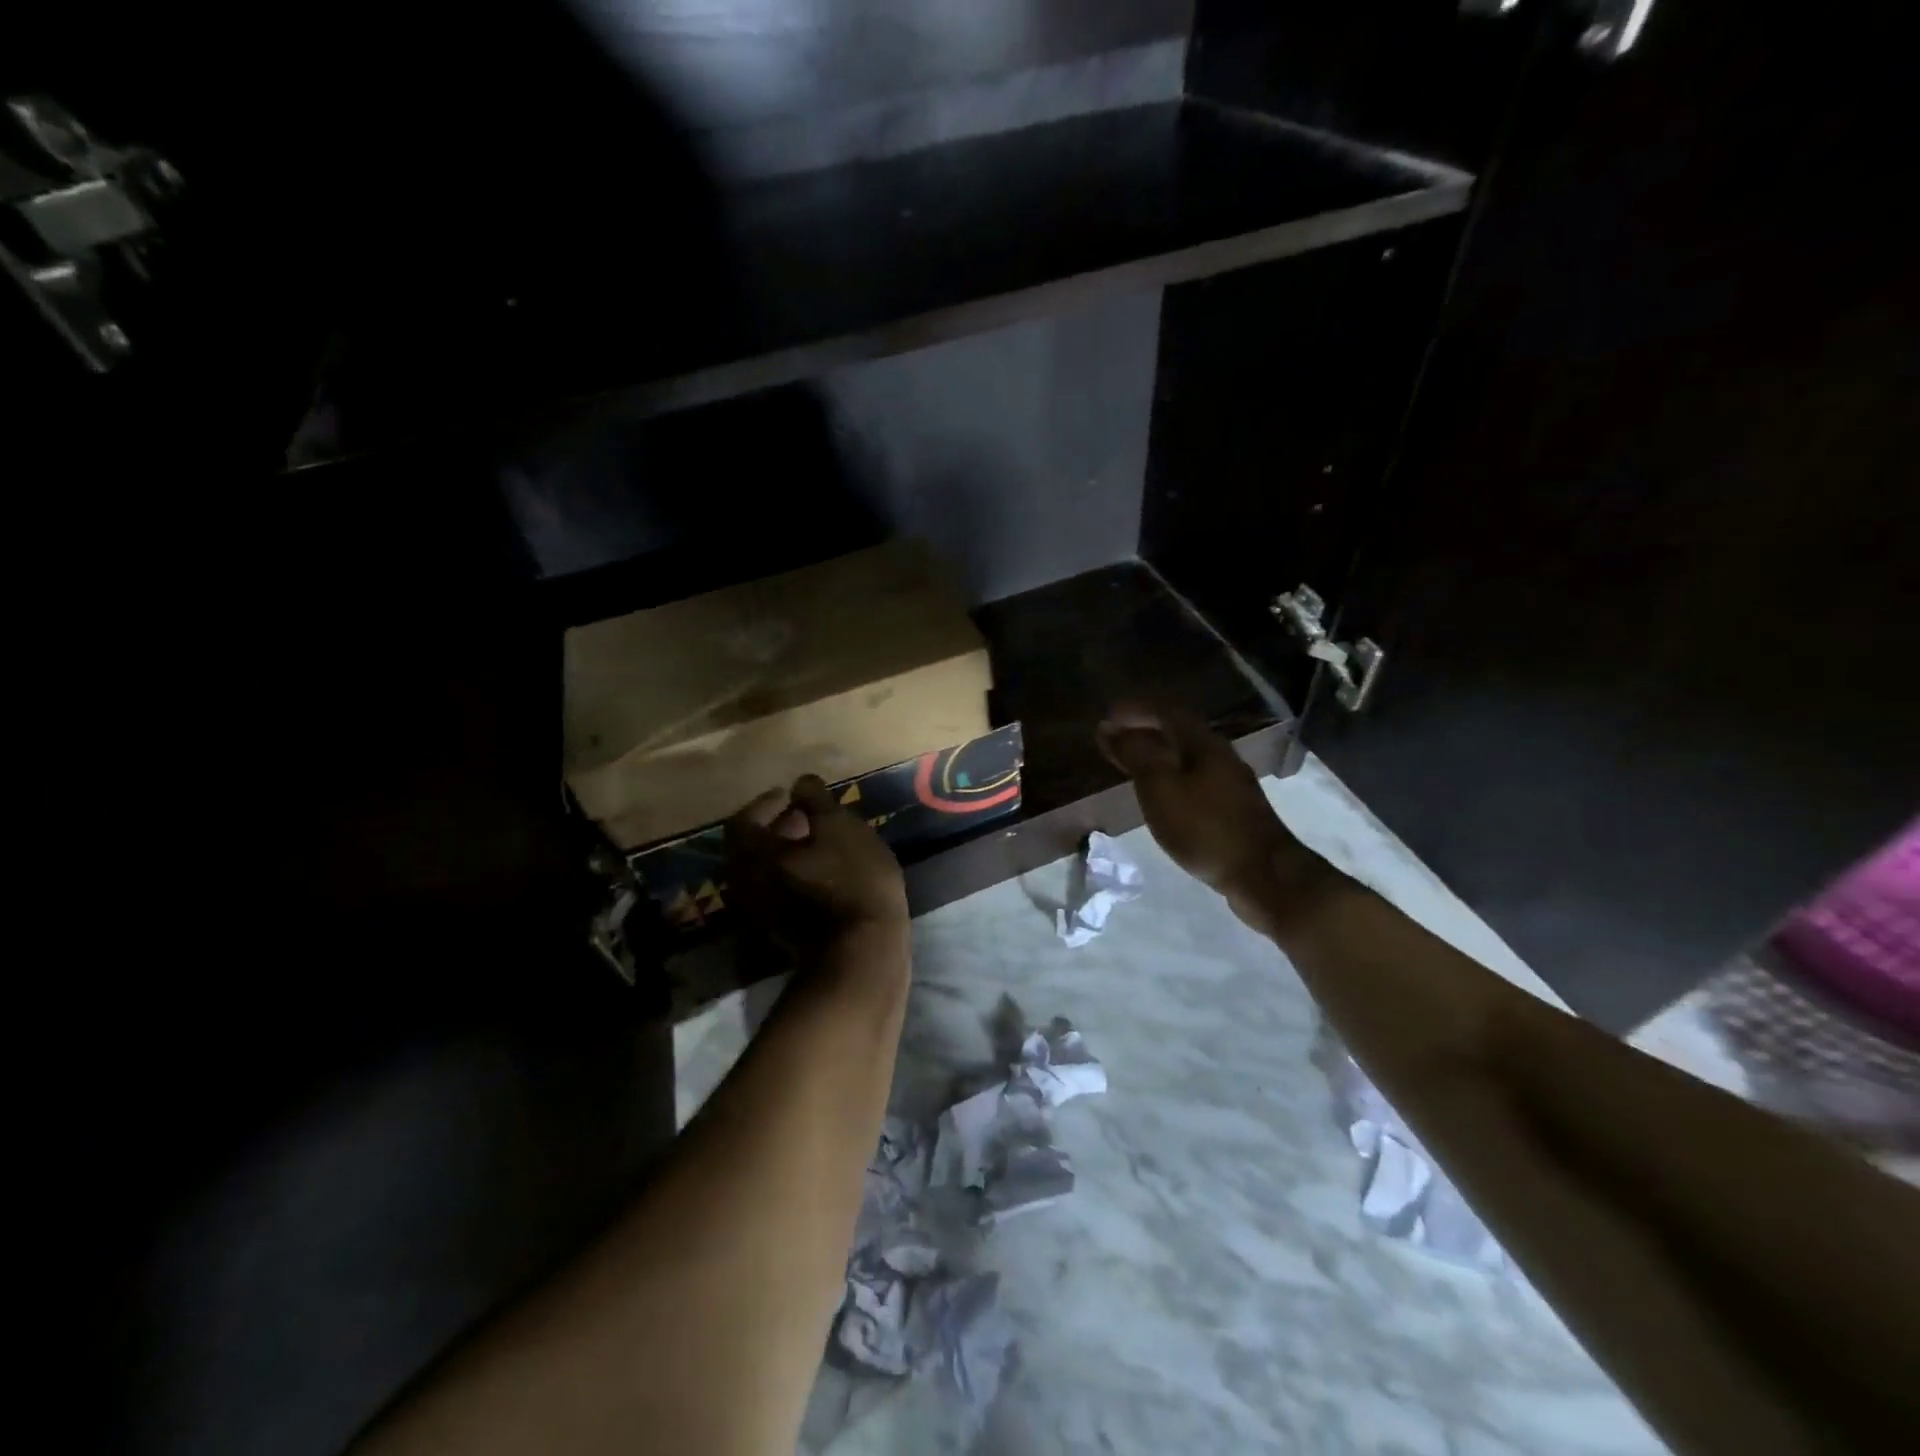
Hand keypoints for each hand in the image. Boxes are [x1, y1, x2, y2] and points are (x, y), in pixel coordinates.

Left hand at [724, 774, 908, 953]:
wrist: (863, 952)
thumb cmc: (852, 880)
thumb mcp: (841, 828)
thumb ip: (816, 801)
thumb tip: (800, 782)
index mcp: (753, 854)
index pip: (743, 820)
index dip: (765, 803)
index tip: (791, 795)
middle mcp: (745, 883)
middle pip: (749, 847)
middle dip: (775, 827)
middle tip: (805, 816)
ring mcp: (759, 912)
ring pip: (763, 872)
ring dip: (784, 853)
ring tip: (818, 842)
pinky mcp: (779, 931)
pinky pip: (775, 892)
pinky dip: (791, 874)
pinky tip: (822, 870)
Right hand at [1096, 703, 1321, 933]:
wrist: (1264, 874)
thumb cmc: (1205, 827)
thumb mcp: (1160, 787)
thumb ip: (1135, 754)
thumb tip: (1110, 727)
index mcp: (1203, 743)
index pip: (1165, 711)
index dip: (1134, 710)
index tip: (1106, 717)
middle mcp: (1220, 754)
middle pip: (1178, 731)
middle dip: (1144, 730)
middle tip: (1113, 740)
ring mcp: (1231, 782)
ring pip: (1187, 756)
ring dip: (1158, 754)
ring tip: (1131, 765)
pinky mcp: (1234, 807)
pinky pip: (1194, 778)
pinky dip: (1171, 777)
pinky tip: (1161, 795)